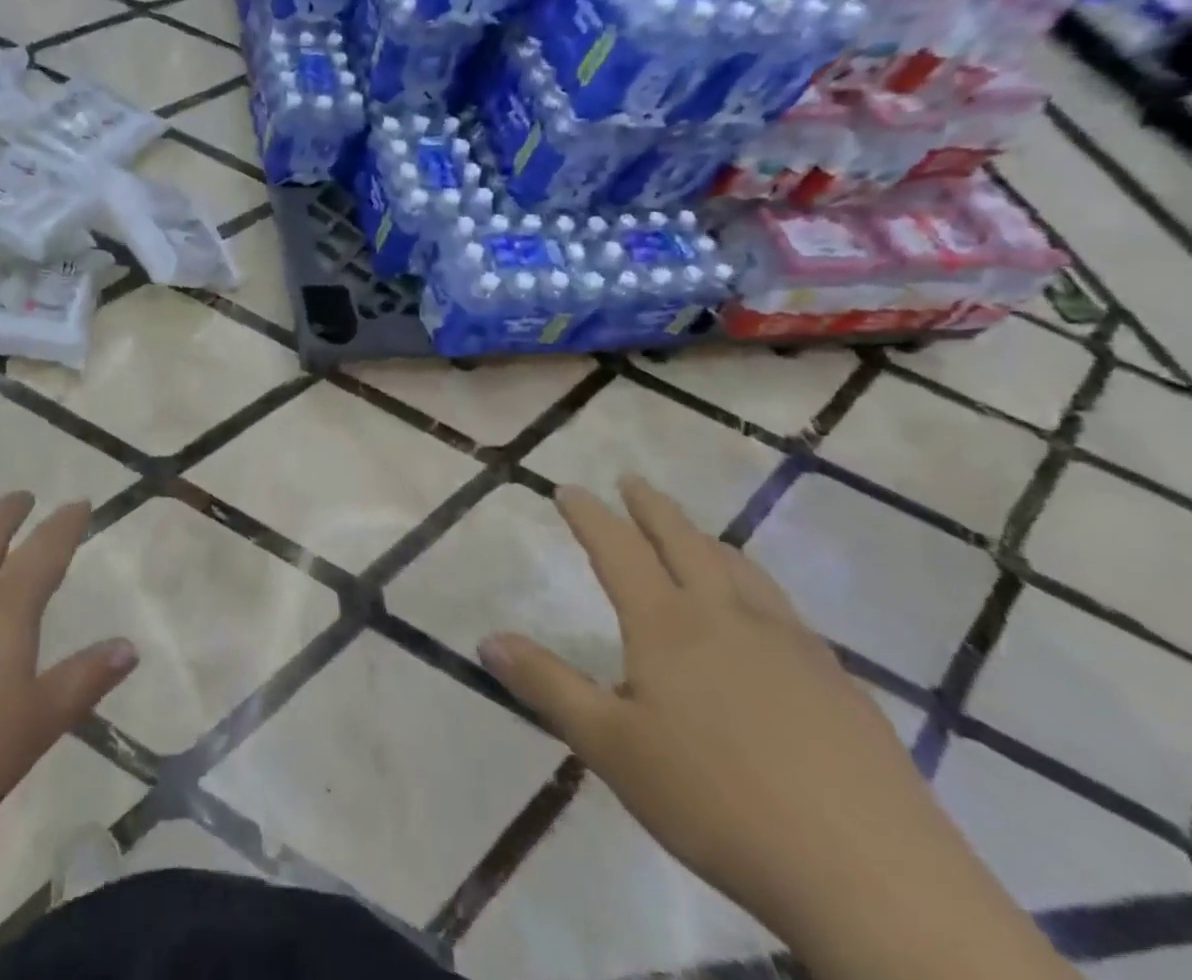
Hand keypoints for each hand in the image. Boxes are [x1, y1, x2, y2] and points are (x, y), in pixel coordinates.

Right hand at [478, 479, 1005, 959]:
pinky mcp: (839, 682)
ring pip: (740, 569)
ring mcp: (791, 645)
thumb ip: (547, 687)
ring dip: (706, 539)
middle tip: (631, 480)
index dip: (590, 515)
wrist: (874, 879)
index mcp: (667, 624)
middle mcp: (727, 616)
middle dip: (651, 507)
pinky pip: (784, 610)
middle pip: (683, 541)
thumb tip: (486, 639)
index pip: (618, 549)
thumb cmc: (718, 803)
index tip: (569, 489)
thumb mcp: (610, 747)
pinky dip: (755, 588)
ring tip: (693, 533)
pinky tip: (764, 617)